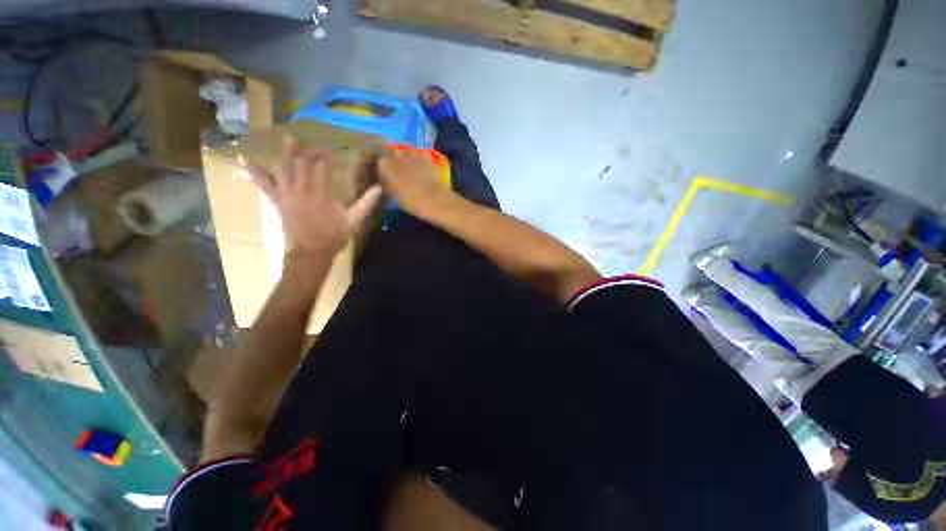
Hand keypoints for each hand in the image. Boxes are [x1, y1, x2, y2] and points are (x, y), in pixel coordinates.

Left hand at [244, 136, 381, 256]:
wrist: (312, 252)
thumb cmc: (334, 236)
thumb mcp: (353, 221)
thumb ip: (365, 204)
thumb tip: (379, 189)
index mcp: (321, 194)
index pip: (320, 168)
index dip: (324, 157)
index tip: (329, 153)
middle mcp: (301, 190)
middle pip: (301, 164)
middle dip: (307, 152)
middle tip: (313, 146)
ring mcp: (286, 195)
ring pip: (282, 169)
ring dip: (284, 153)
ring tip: (287, 139)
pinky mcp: (277, 201)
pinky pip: (263, 184)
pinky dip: (254, 172)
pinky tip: (245, 159)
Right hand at [378, 147, 452, 217]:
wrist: (432, 199)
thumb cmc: (409, 201)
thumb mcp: (391, 194)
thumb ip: (384, 181)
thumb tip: (383, 176)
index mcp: (384, 164)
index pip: (377, 157)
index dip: (380, 163)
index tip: (382, 168)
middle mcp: (395, 153)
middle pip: (389, 150)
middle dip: (391, 156)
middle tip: (395, 165)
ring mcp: (412, 152)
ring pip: (405, 149)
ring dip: (405, 155)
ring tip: (409, 164)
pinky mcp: (426, 155)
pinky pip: (419, 153)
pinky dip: (420, 158)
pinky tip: (422, 166)